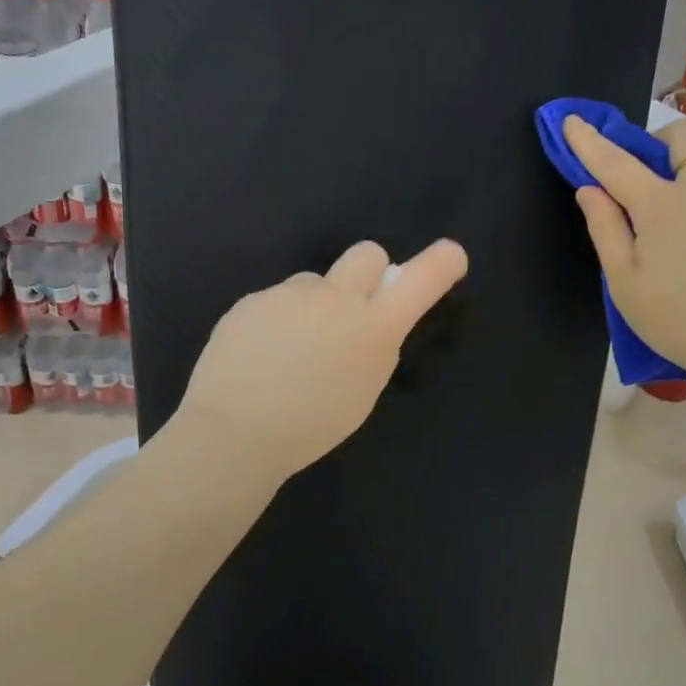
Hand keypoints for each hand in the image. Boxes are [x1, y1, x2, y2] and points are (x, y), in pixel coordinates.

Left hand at [172, 239, 469, 484]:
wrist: (235, 432)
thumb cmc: (309, 427)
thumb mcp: (362, 392)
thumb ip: (372, 348)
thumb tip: (367, 324)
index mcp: (374, 328)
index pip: (420, 281)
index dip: (440, 264)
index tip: (450, 255)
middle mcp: (337, 299)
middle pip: (367, 253)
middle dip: (369, 272)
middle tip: (350, 309)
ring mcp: (291, 295)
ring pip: (313, 283)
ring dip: (312, 306)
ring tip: (286, 352)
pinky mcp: (253, 299)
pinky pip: (275, 301)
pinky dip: (274, 321)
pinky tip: (257, 357)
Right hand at [565, 114, 685, 399]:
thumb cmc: (675, 319)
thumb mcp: (624, 281)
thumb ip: (605, 228)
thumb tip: (590, 189)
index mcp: (663, 204)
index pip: (616, 162)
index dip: (589, 141)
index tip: (570, 120)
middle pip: (683, 135)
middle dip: (656, 142)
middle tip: (642, 178)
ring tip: (678, 203)